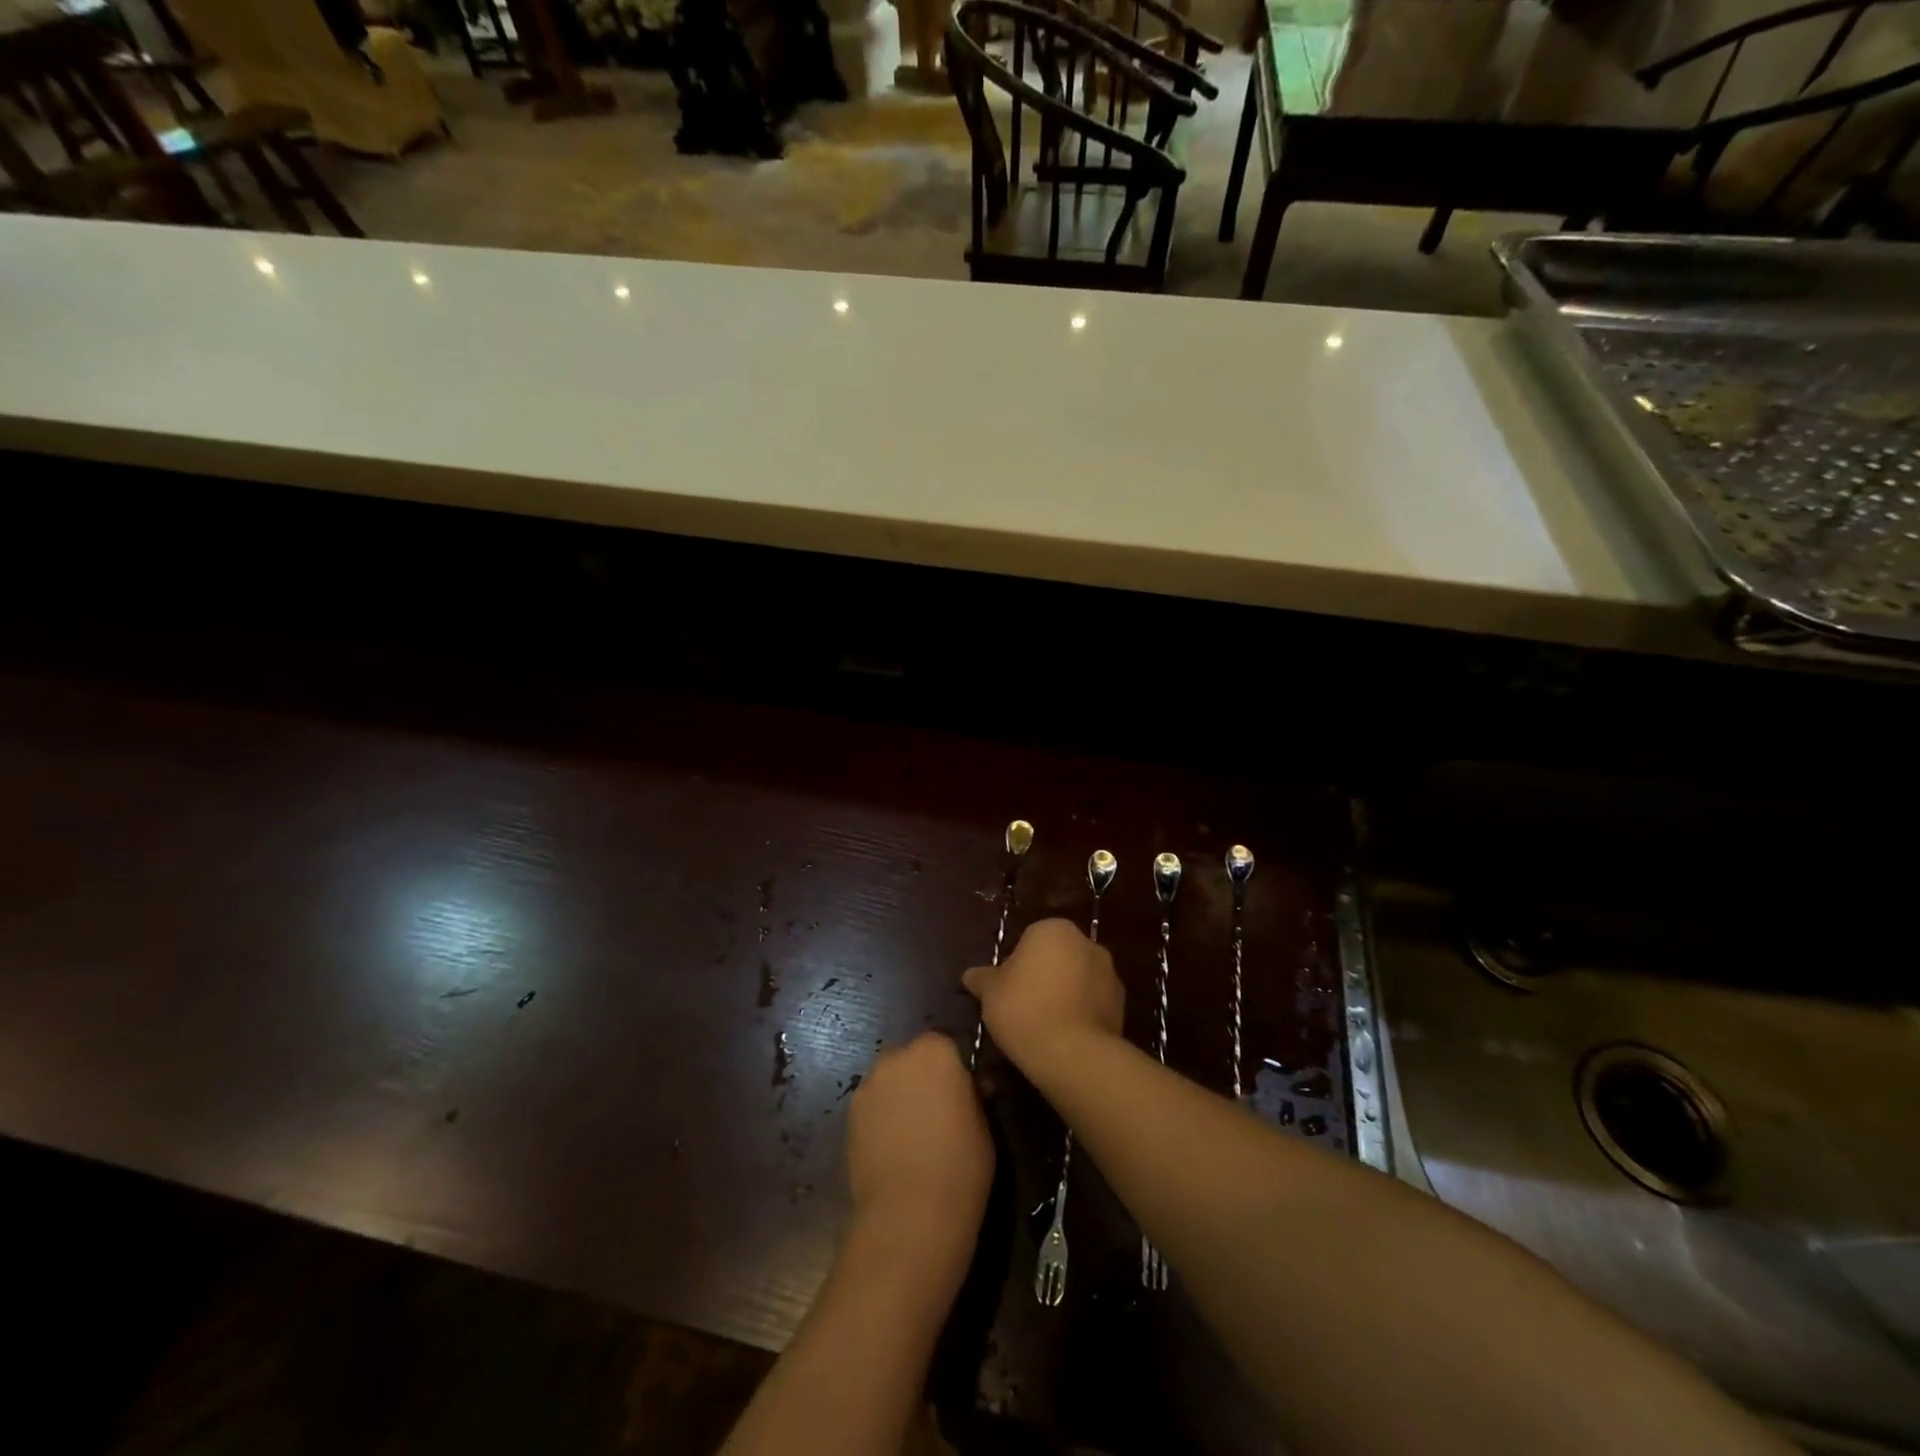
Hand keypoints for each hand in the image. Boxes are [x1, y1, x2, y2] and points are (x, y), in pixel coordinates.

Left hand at [846, 1032, 992, 1273]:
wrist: (910, 1214)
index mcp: (935, 1051)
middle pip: (913, 1059)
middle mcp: (896, 1057)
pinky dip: (882, 1119)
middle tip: (939, 1114)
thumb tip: (969, 1089)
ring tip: (914, 1136)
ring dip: (900, 1097)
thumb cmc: (960, 1164)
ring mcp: (868, 1085)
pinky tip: (894, 1150)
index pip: (946, 1044)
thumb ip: (972, 1094)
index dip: (955, 1069)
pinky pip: (873, 1106)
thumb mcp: (984, 1123)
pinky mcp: (849, 1115)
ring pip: (890, 1082)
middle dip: (924, 1079)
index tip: (963, 1095)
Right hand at [962, 918, 1124, 1079]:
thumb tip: (970, 975)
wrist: (1073, 1053)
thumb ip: (982, 979)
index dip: (1016, 966)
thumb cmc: (1024, 1010)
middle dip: (1043, 976)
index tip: (1007, 992)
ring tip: (1045, 1026)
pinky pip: (1093, 1003)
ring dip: (1065, 994)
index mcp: (1053, 929)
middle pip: (1057, 956)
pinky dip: (1081, 1013)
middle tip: (1023, 1008)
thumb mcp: (990, 993)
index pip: (1029, 940)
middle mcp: (1086, 942)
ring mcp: (1109, 972)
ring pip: (1077, 979)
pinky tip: (1066, 1037)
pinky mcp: (1122, 1003)